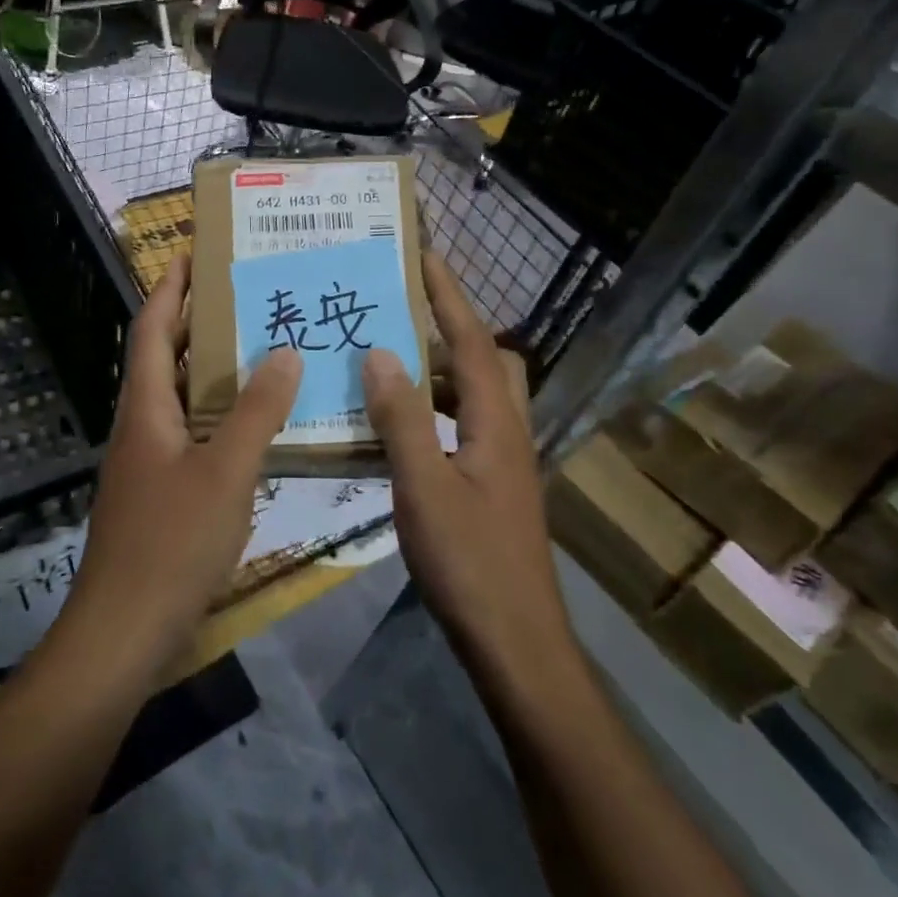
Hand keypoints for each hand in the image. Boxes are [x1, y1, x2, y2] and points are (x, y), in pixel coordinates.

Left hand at [68, 253, 302, 665]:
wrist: (123, 633)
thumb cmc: (172, 543)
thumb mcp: (225, 471)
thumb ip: (256, 411)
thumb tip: (284, 351)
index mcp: (146, 407)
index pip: (151, 328)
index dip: (170, 287)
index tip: (194, 252)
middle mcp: (140, 425)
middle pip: (164, 357)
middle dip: (197, 322)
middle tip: (247, 297)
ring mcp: (147, 462)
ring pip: (180, 398)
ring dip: (212, 371)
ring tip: (261, 350)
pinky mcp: (159, 493)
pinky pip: (191, 435)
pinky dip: (219, 417)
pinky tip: (255, 427)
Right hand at [362, 253, 568, 675]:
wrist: (516, 642)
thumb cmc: (470, 563)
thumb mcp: (424, 487)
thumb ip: (401, 420)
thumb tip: (381, 353)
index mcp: (495, 422)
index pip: (471, 341)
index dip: (448, 295)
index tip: (425, 254)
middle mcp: (506, 431)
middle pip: (483, 360)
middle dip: (447, 328)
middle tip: (398, 315)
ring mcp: (502, 461)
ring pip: (472, 396)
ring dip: (435, 372)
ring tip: (385, 365)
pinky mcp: (492, 486)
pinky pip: (461, 426)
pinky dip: (432, 412)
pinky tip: (396, 430)